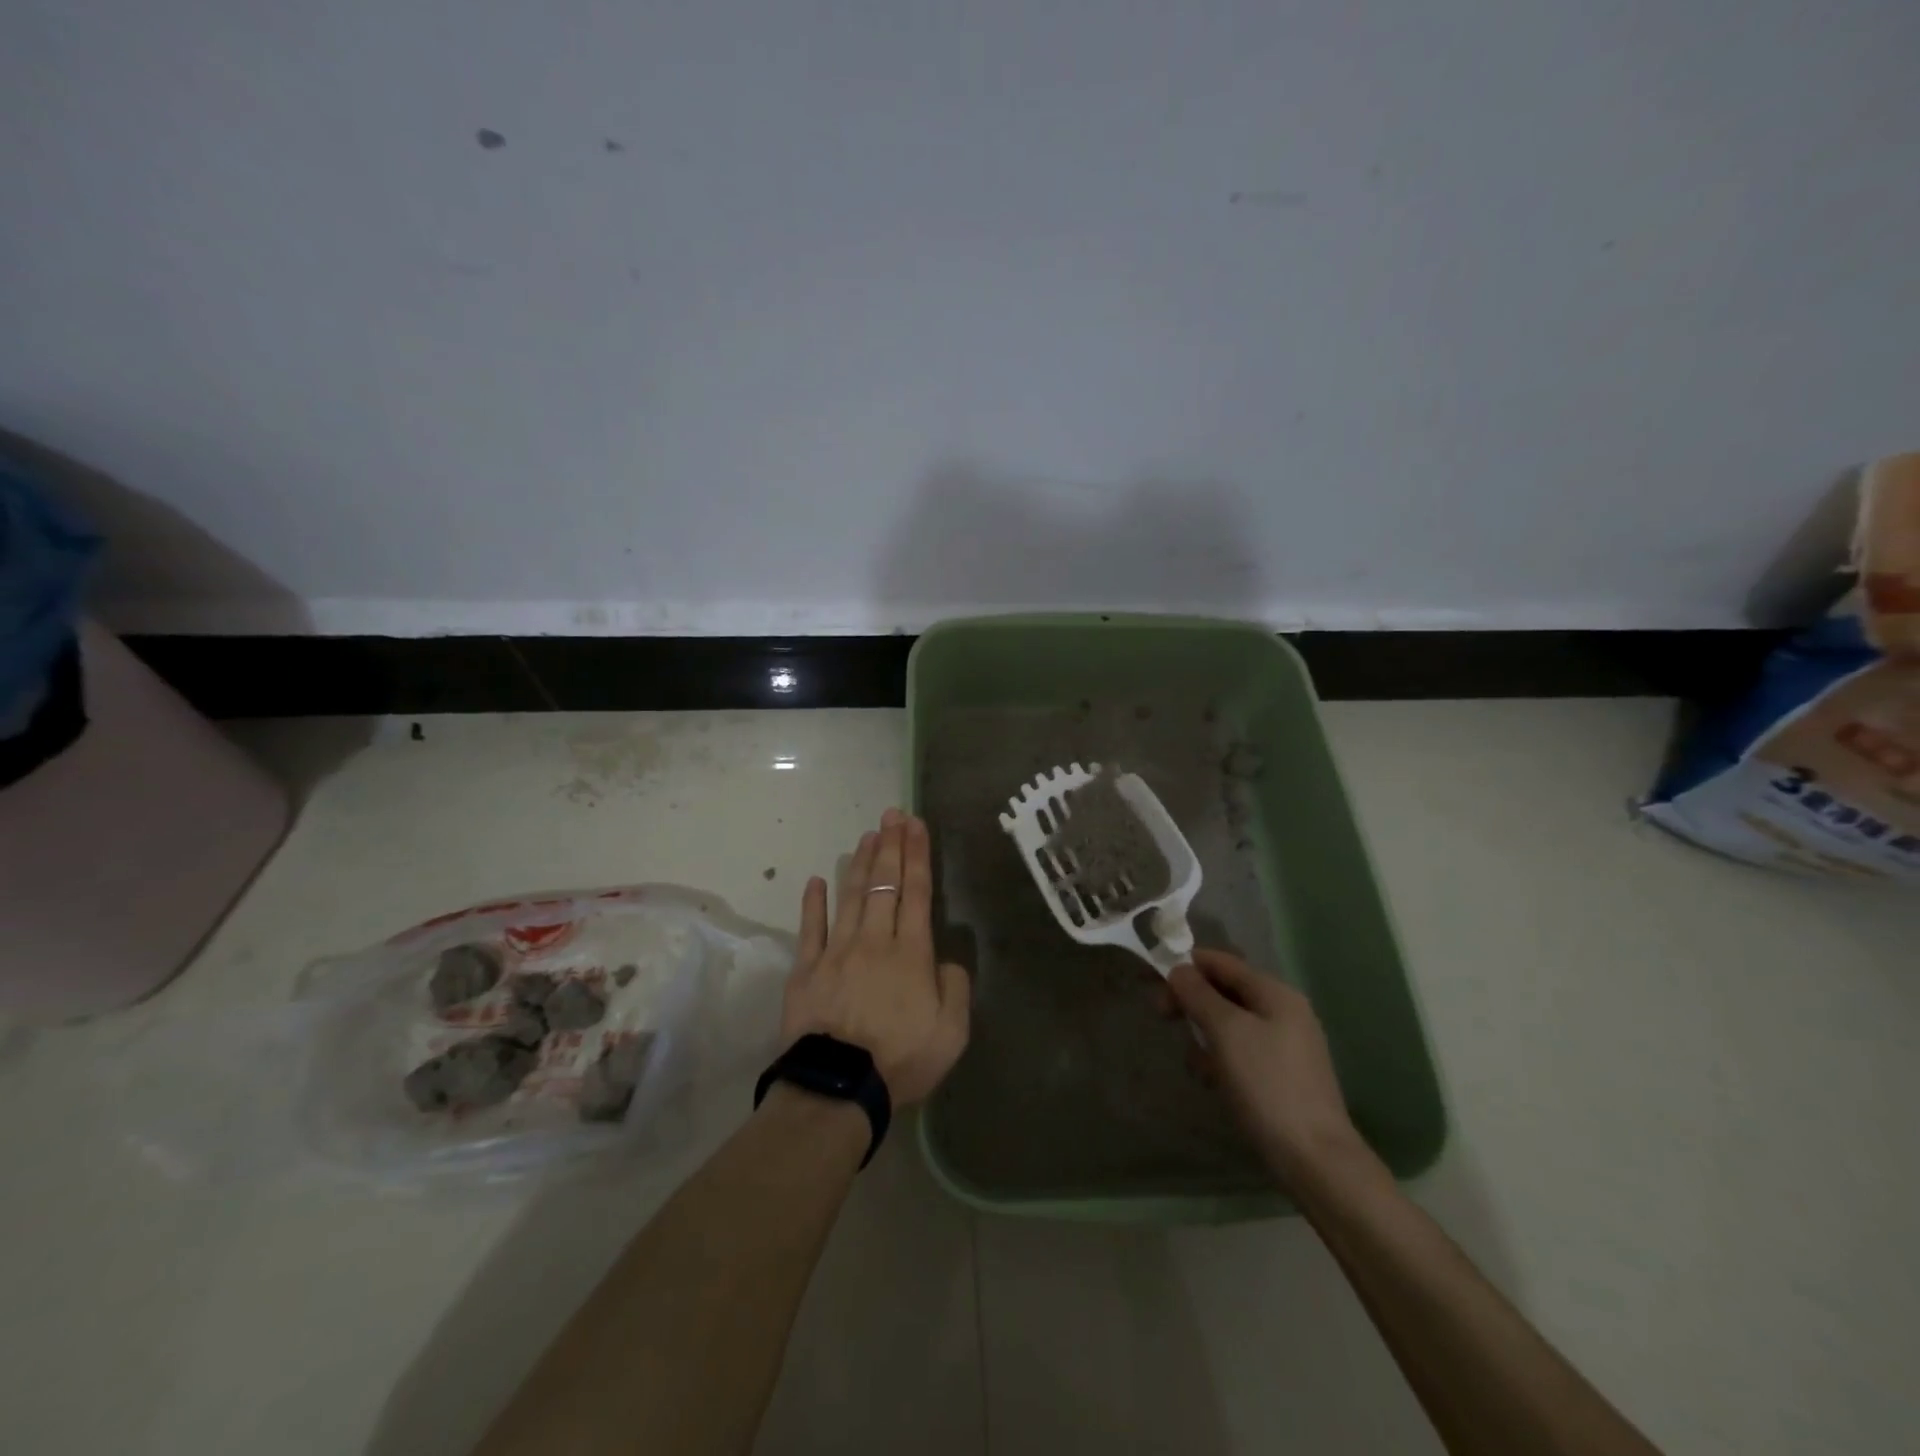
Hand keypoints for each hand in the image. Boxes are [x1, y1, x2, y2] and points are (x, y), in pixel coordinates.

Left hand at [780, 809, 971, 1106]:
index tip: (916, 825)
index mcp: (910, 953)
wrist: (838, 1087)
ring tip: (867, 834)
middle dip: (891, 846)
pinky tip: (816, 880)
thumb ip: (955, 988)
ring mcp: (836, 952)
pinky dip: (813, 903)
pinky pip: (810, 929)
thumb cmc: (901, 1060)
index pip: (916, 892)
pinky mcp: (806, 970)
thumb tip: (945, 961)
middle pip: (883, 884)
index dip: (917, 855)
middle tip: (892, 814)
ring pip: (851, 896)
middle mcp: (874, 941)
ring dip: (860, 863)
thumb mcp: (952, 1032)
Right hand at [1166, 949, 1360, 1186]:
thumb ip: (1199, 994)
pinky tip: (1213, 1081)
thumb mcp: (1226, 1031)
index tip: (1155, 986)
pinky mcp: (1282, 1075)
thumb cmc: (1266, 1084)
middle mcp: (1284, 1011)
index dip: (1186, 967)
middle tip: (1164, 1018)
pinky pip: (1241, 1051)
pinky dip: (1221, 1059)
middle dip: (1192, 1002)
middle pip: (1225, 990)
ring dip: (1205, 1035)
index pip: (1221, 962)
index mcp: (1275, 992)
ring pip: (1230, 1023)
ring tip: (1196, 1063)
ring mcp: (1286, 1044)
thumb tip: (1179, 970)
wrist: (1314, 1158)